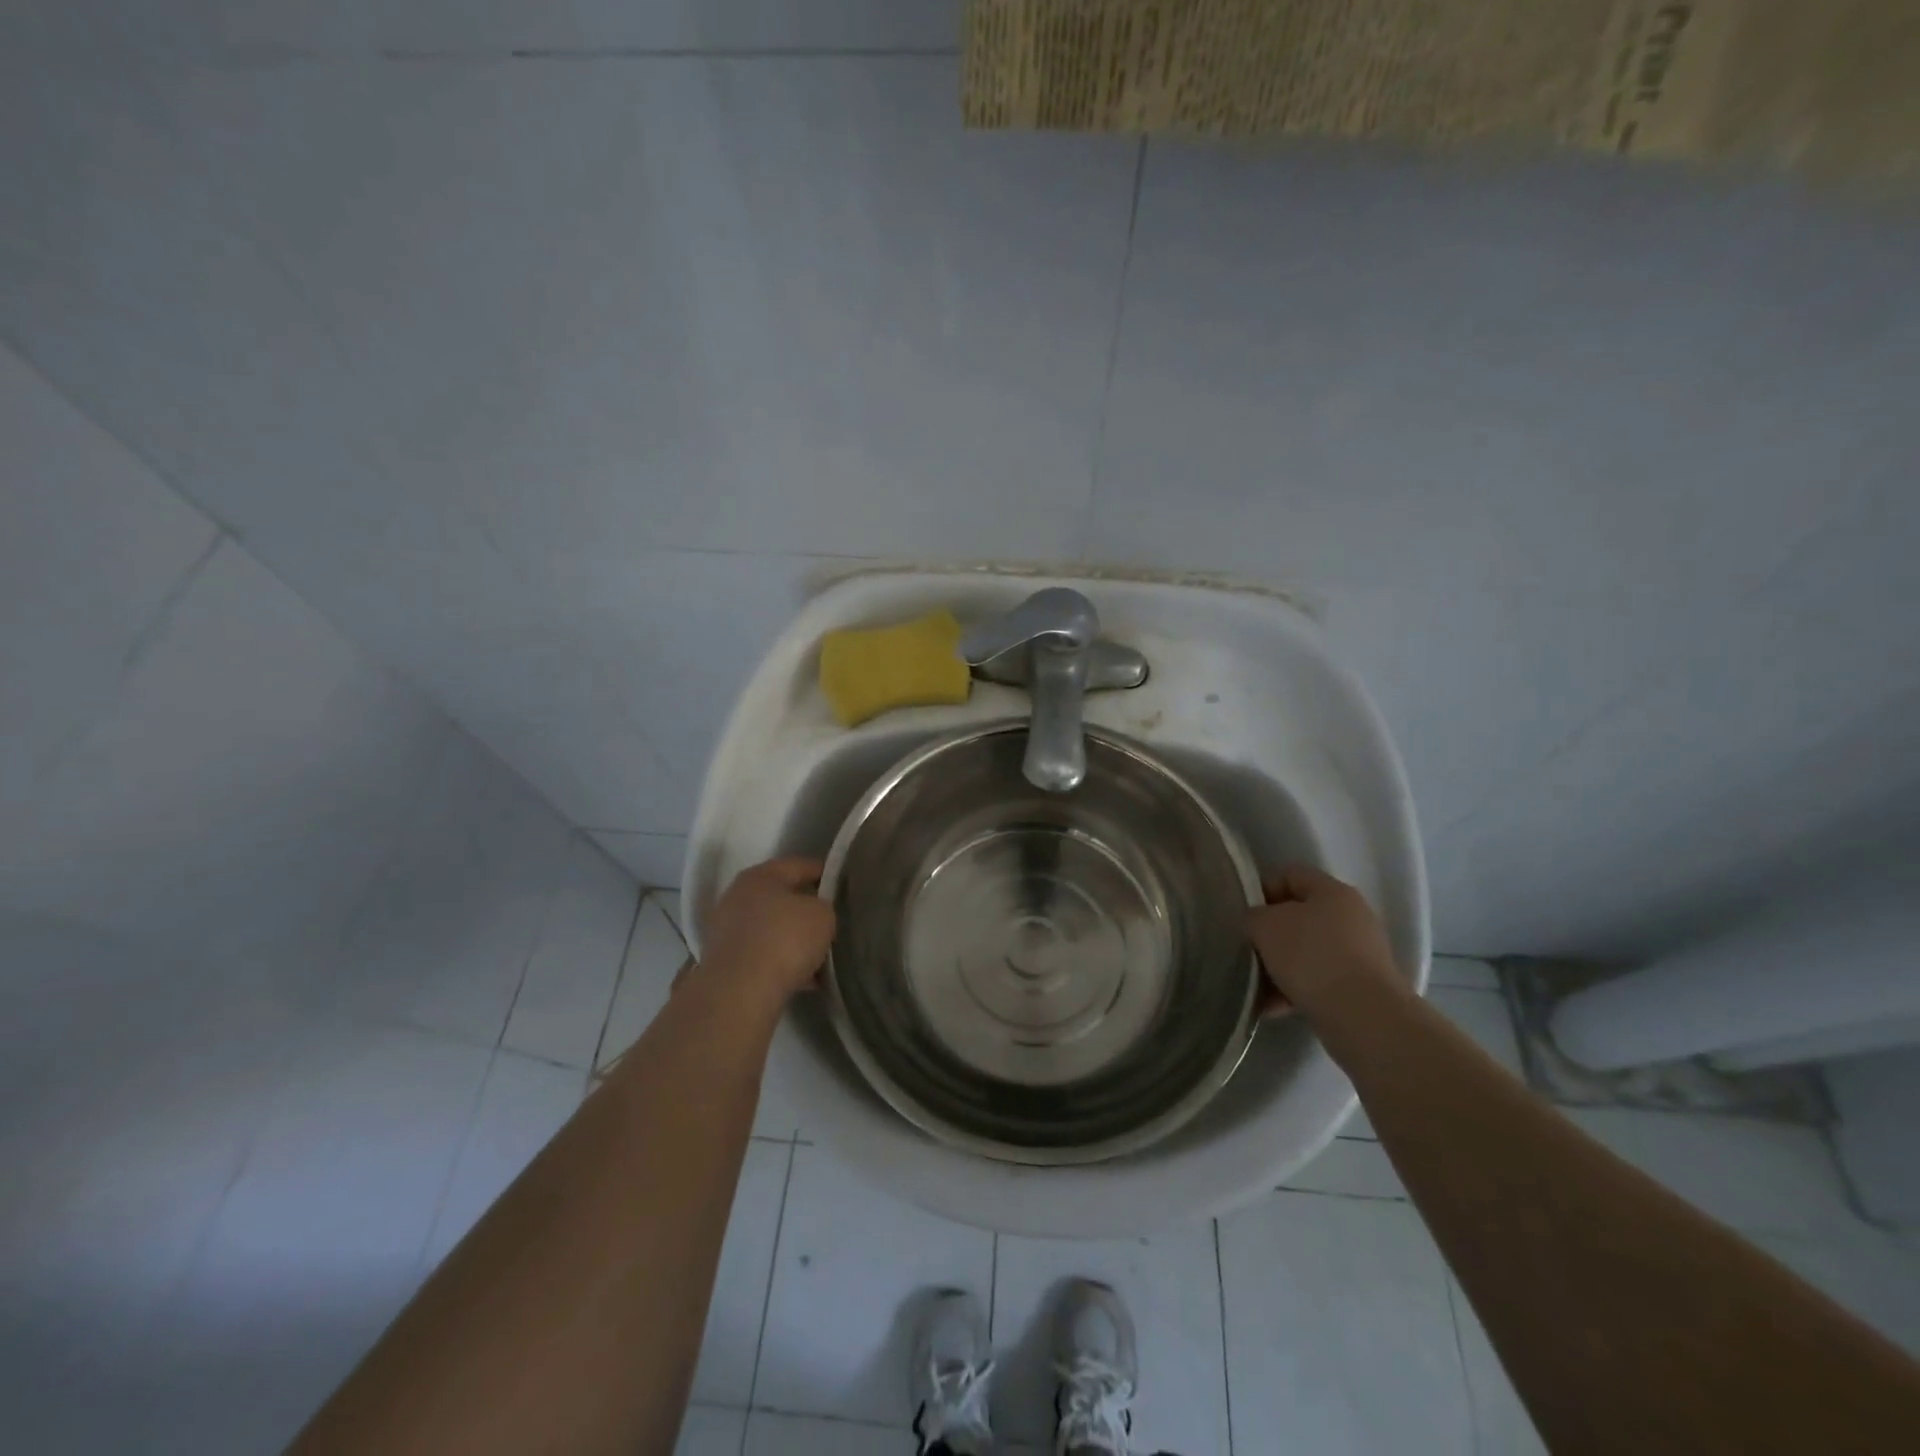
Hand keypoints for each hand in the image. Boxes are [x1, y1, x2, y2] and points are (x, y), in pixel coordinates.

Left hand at [695, 857, 836, 1010]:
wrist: (740, 992)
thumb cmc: (785, 939)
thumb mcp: (822, 915)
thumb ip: (824, 907)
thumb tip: (815, 915)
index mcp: (760, 876)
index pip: (799, 865)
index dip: (824, 873)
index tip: (842, 886)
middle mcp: (738, 897)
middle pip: (781, 898)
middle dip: (806, 911)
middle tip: (831, 923)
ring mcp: (727, 931)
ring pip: (771, 930)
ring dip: (794, 941)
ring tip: (821, 957)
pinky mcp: (725, 963)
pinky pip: (762, 956)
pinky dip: (782, 964)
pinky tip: (806, 980)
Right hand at [1246, 865, 1404, 1015]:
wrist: (1363, 1016)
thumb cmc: (1311, 956)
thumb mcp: (1265, 926)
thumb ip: (1254, 917)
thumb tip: (1259, 926)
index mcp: (1333, 891)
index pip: (1291, 875)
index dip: (1263, 890)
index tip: (1245, 916)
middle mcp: (1352, 917)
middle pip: (1299, 916)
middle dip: (1270, 935)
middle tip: (1250, 951)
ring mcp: (1361, 954)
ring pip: (1307, 952)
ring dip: (1280, 966)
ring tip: (1258, 987)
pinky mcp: (1362, 987)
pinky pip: (1319, 981)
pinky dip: (1295, 990)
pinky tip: (1274, 1007)